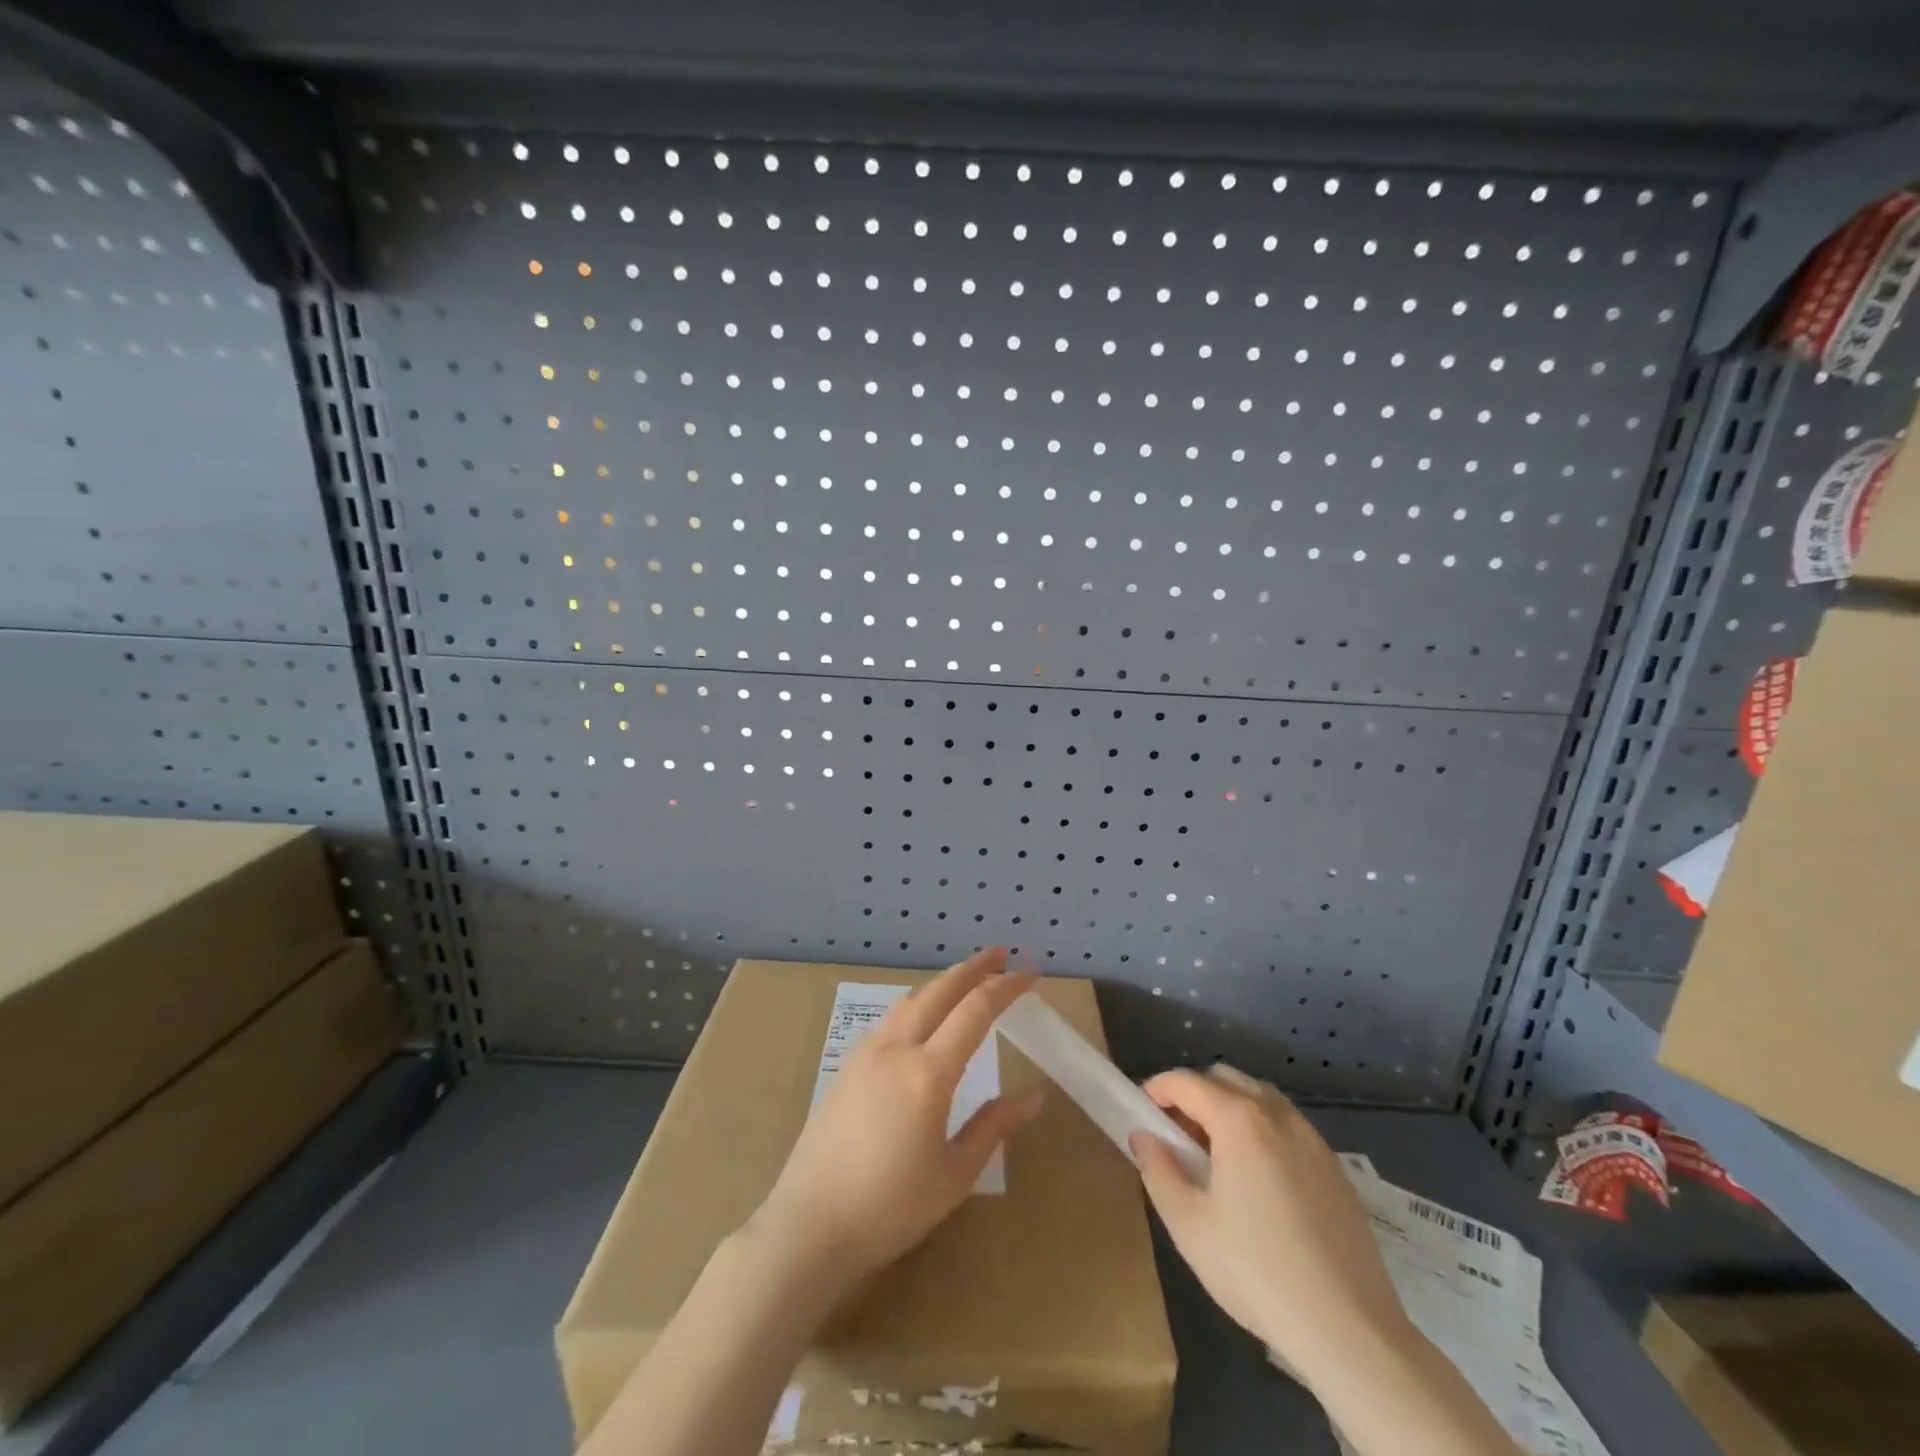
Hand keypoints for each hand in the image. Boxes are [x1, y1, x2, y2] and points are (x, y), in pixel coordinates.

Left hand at [749, 948, 1043, 1286]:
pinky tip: (923, 1015)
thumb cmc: (890, 1207)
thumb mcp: (954, 1174)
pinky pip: (891, 1017)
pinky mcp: (847, 1065)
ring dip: (943, 982)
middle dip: (974, 967)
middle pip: (940, 990)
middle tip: (1002, 953)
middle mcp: (896, 1048)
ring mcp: (866, 1053)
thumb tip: (1034, 1096)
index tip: (1031, 971)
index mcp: (928, 1072)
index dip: (1007, 986)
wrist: (809, 1226)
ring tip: (967, 978)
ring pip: (911, 999)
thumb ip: (994, 1126)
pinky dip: (918, 1001)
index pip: (976, 1010)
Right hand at [1130, 1064, 1411, 1382]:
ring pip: (1260, 1098)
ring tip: (1215, 1154)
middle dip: (1193, 1093)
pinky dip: (1262, 1130)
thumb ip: (1158, 1170)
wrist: (1350, 1331)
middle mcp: (1278, 1115)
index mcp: (1239, 1120)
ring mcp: (1313, 1140)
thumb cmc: (1256, 1272)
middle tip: (1175, 1133)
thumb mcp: (1188, 1225)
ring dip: (1229, 1107)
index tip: (1140, 1110)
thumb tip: (1144, 1136)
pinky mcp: (1336, 1169)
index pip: (1187, 1081)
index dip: (1157, 1088)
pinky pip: (1288, 1126)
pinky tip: (1257, 1178)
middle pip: (1225, 1079)